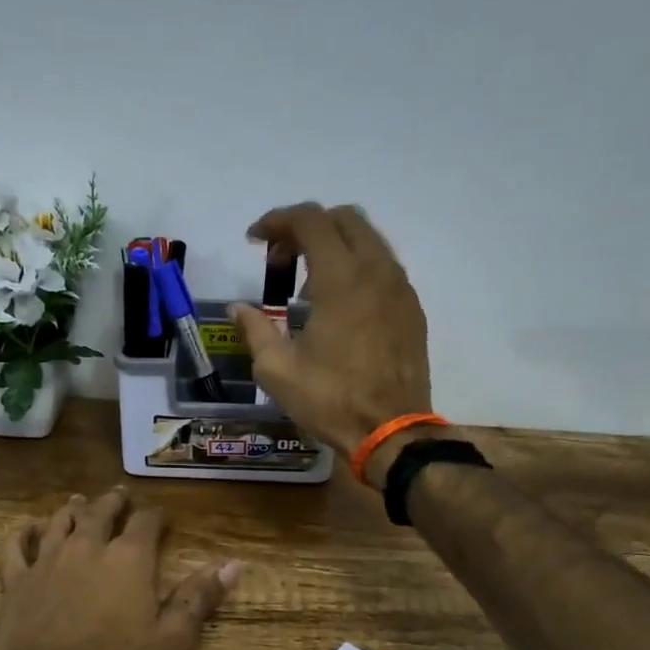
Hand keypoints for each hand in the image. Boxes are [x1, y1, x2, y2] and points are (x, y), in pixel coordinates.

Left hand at [0, 488, 241, 649]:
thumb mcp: (170, 641)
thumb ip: (199, 598)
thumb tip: (234, 564)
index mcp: (129, 559)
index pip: (146, 522)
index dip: (155, 515)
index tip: (160, 515)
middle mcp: (88, 547)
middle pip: (100, 512)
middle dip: (112, 502)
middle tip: (118, 494)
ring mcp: (48, 561)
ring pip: (60, 522)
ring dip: (71, 509)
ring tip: (77, 500)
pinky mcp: (16, 581)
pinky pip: (15, 547)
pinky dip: (20, 533)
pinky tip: (25, 528)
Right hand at [230, 202, 433, 485]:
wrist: (391, 431)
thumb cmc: (330, 399)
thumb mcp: (276, 369)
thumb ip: (255, 329)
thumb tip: (238, 308)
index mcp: (341, 278)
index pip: (310, 219)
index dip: (277, 220)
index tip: (254, 240)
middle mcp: (376, 270)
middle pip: (342, 218)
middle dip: (306, 227)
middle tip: (279, 259)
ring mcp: (400, 288)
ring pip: (368, 238)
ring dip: (333, 245)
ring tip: (307, 283)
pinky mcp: (412, 308)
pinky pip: (383, 265)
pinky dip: (357, 265)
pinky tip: (339, 302)